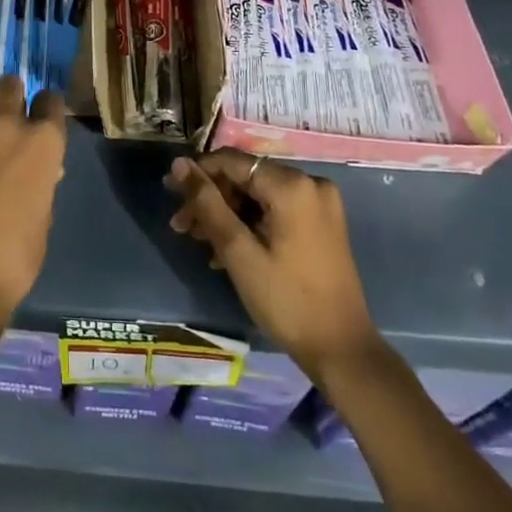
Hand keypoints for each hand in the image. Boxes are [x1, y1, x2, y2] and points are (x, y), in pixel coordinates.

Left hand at [0, 75, 67, 332]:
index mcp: (41, 143)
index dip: (48, 108)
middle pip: (8, 85)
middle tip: (11, 116)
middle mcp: (4, 128)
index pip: (51, 101)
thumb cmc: (16, 255)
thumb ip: (41, 184)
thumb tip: (38, 172)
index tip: (45, 119)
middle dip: (12, 95)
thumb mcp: (43, 218)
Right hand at [165, 150, 378, 376]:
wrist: (342, 350)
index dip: (197, 173)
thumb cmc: (286, 300)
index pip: (231, 161)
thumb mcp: (238, 251)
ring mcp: (319, 204)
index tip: (169, 191)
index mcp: (292, 185)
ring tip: (199, 241)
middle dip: (210, 199)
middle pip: (245, 178)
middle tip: (181, 226)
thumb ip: (207, 203)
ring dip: (226, 214)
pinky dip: (249, 223)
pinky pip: (274, 209)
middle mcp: (309, 183)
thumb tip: (178, 164)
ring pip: (257, 195)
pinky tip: (226, 249)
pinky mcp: (321, 223)